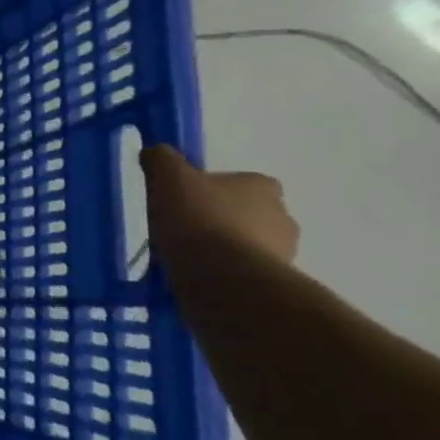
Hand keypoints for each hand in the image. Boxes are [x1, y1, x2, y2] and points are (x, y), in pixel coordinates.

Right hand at [140, 144, 298, 267]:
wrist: (222, 279)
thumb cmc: (198, 218)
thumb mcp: (168, 176)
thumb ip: (162, 159)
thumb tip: (155, 153)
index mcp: (263, 187)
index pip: (241, 182)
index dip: (212, 189)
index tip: (186, 199)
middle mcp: (283, 218)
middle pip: (246, 214)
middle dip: (219, 221)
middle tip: (184, 229)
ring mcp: (283, 256)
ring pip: (245, 246)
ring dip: (222, 250)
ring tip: (185, 258)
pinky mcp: (272, 287)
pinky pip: (241, 274)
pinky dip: (222, 275)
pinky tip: (194, 277)